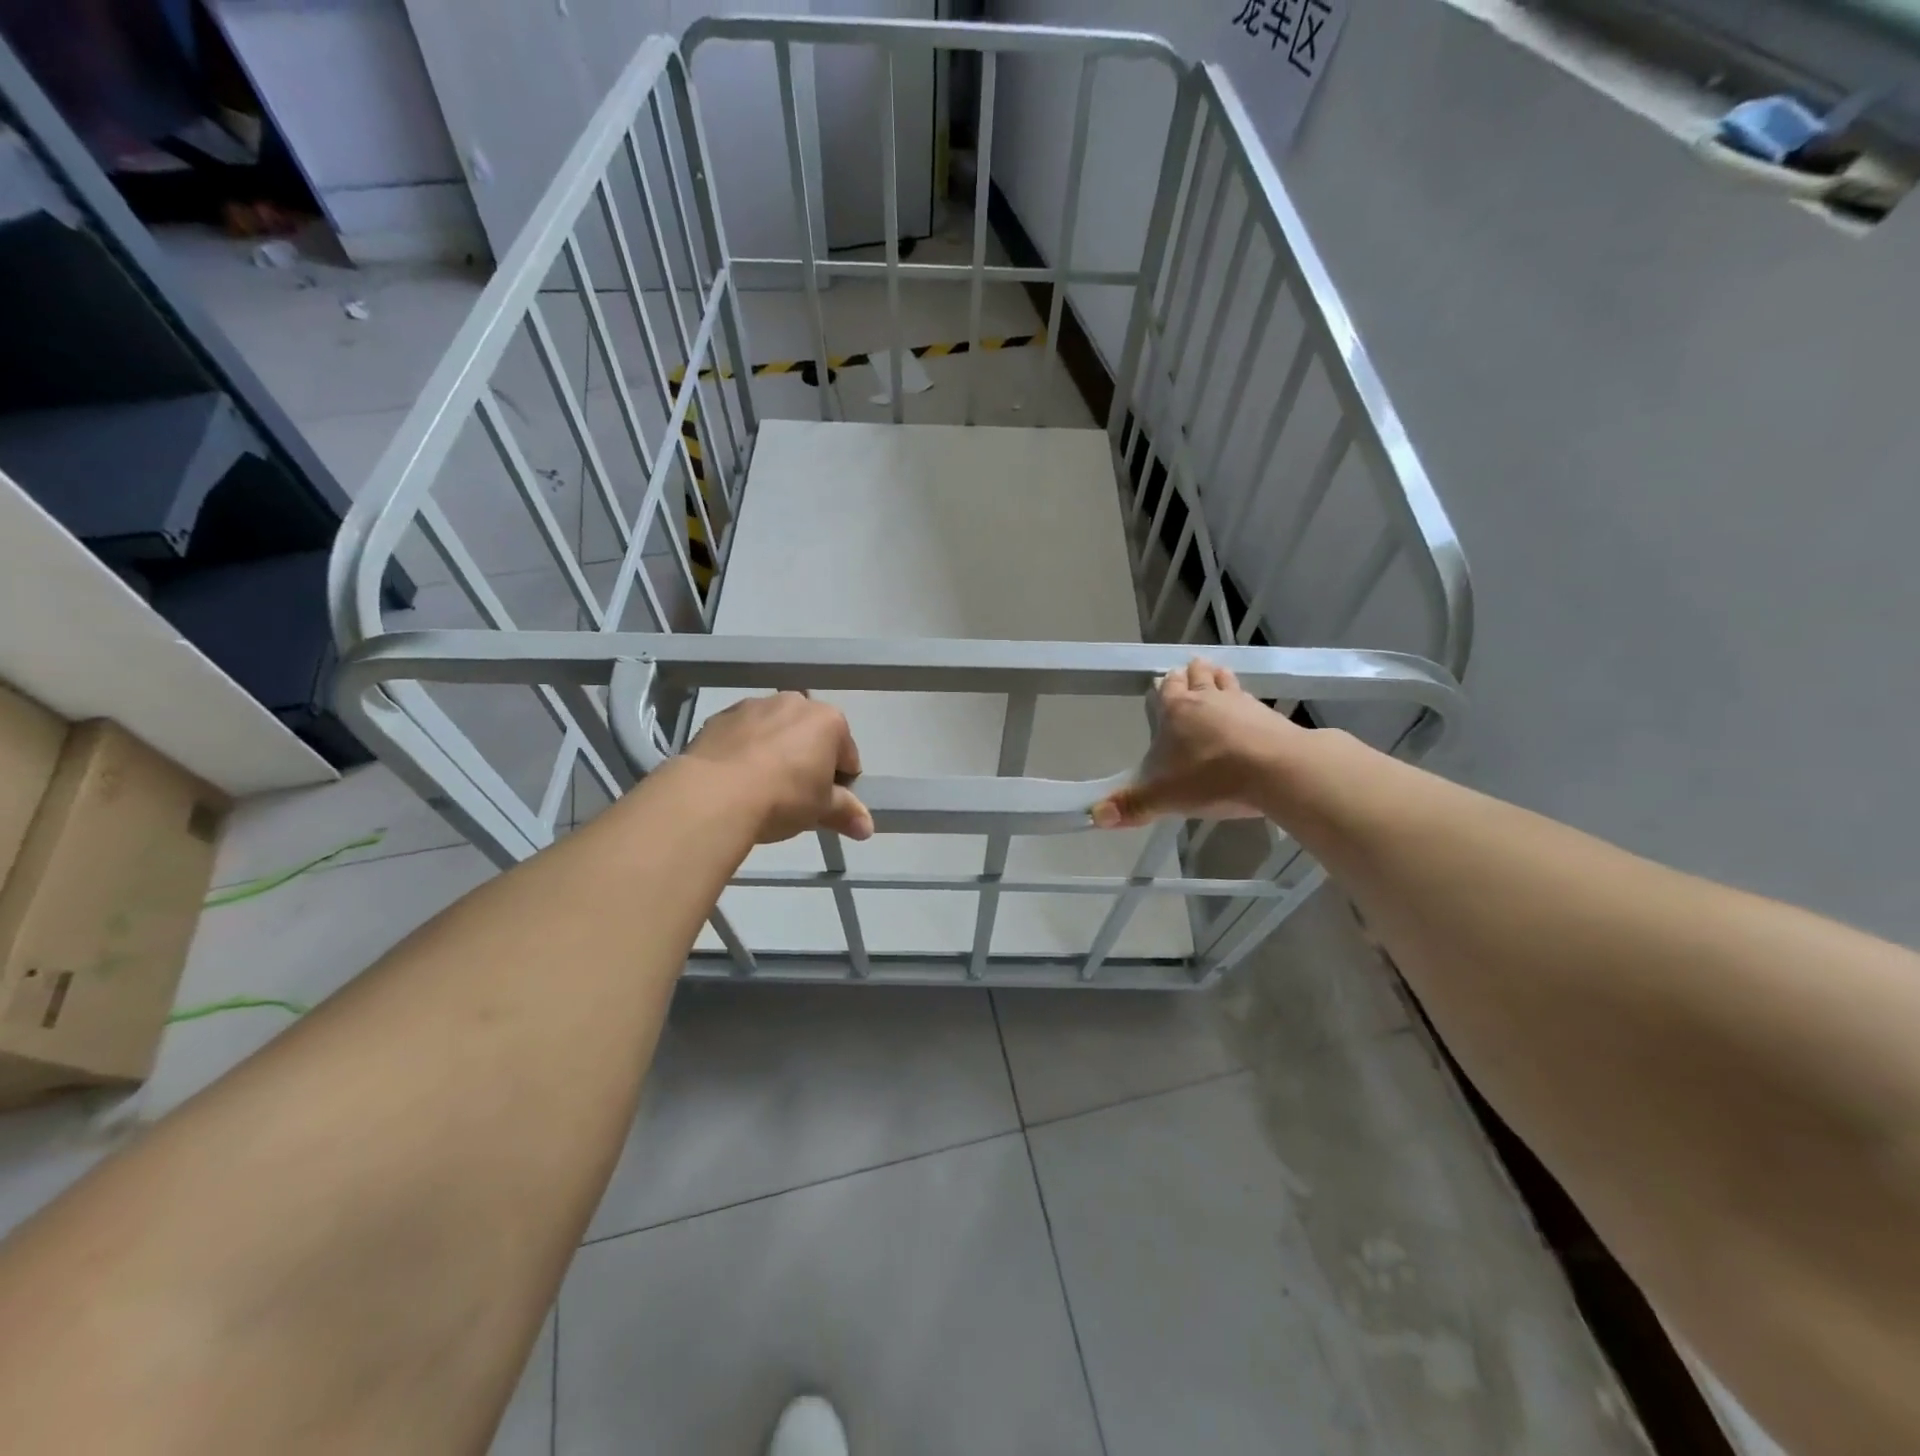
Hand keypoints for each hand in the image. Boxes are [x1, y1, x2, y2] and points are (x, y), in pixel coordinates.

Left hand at [681, 692, 872, 843]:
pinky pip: (742, 734)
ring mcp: (754, 705)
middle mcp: (794, 702)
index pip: (847, 754)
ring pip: (775, 730)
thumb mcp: (821, 810)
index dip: (841, 781)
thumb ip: (846, 813)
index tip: (827, 803)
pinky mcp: (720, 716)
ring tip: (762, 788)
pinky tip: (736, 779)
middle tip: (796, 796)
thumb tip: (867, 829)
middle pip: (810, 735)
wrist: (714, 793)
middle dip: (808, 760)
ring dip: (775, 751)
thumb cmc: (783, 798)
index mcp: (829, 720)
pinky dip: (744, 750)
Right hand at [1092, 659, 1300, 828]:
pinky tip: (1250, 710)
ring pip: (1226, 681)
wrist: (1277, 771)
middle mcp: (1207, 699)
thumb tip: (1095, 817)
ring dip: (1219, 678)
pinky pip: (1252, 700)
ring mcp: (1242, 704)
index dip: (1164, 684)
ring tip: (1217, 675)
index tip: (1162, 680)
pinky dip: (1246, 701)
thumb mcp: (1164, 798)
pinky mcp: (1269, 716)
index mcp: (1176, 711)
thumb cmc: (1212, 778)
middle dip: (1191, 673)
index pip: (1167, 688)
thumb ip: (1131, 806)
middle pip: (1197, 676)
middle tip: (1189, 670)